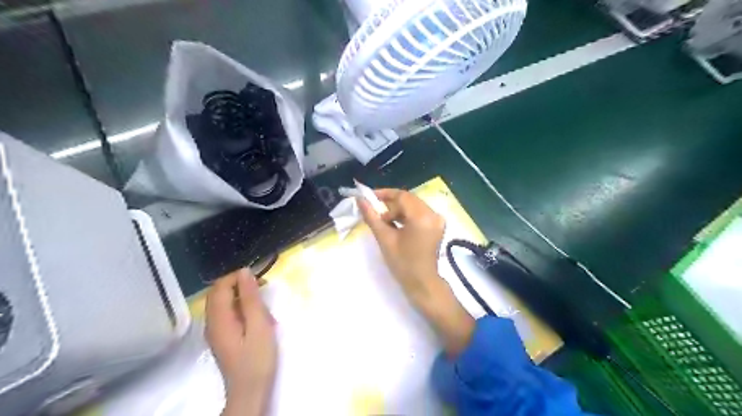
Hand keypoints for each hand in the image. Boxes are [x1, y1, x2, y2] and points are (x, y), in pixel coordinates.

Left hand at [204, 268, 278, 413]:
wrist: (250, 392)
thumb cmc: (257, 358)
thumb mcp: (259, 325)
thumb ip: (250, 298)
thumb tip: (244, 272)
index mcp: (218, 319)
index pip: (220, 286)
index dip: (238, 277)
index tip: (259, 279)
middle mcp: (212, 322)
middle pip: (219, 293)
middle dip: (241, 286)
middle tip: (263, 290)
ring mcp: (216, 331)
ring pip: (225, 303)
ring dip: (244, 298)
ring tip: (264, 307)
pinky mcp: (223, 338)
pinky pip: (228, 314)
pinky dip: (243, 310)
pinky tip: (258, 320)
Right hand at [357, 189, 441, 301]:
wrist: (422, 283)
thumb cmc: (403, 263)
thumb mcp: (385, 239)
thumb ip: (372, 217)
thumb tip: (360, 200)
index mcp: (422, 217)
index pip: (402, 196)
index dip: (384, 194)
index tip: (369, 196)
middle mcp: (433, 214)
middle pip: (408, 199)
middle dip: (390, 203)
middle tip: (375, 211)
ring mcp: (437, 220)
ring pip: (413, 206)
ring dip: (398, 210)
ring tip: (384, 222)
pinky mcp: (437, 226)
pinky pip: (419, 213)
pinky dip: (406, 216)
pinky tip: (395, 225)